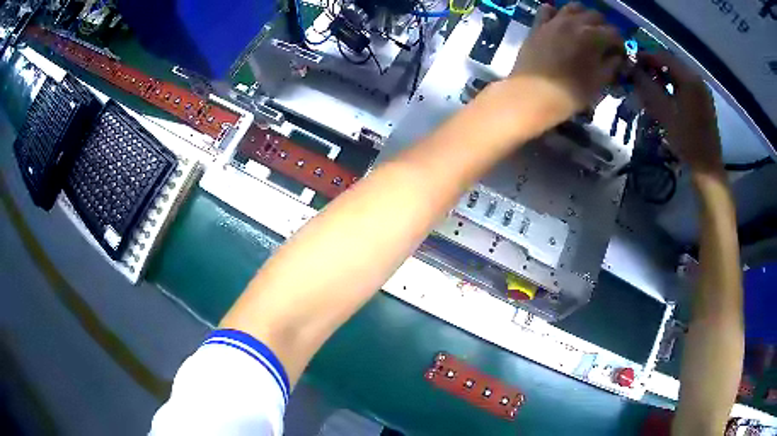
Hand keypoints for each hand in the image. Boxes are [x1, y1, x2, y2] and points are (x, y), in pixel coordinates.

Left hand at [511, 2, 623, 116]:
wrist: (532, 94)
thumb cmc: (570, 93)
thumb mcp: (599, 83)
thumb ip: (611, 66)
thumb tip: (617, 56)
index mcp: (593, 37)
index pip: (614, 33)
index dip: (619, 44)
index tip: (619, 54)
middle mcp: (574, 22)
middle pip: (595, 15)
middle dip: (604, 27)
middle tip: (604, 43)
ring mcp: (554, 21)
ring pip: (573, 7)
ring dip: (583, 15)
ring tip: (585, 29)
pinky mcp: (538, 25)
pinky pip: (547, 10)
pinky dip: (556, 13)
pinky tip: (559, 23)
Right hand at [633, 51, 722, 174]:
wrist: (707, 168)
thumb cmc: (687, 141)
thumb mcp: (664, 112)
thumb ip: (647, 87)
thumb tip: (631, 68)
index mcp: (689, 79)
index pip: (663, 56)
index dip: (645, 57)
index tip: (630, 63)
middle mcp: (697, 79)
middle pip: (671, 64)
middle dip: (653, 68)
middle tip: (638, 77)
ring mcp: (701, 91)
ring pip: (677, 75)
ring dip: (661, 78)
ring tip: (649, 89)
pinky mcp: (703, 102)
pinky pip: (684, 86)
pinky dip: (671, 87)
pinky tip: (664, 98)